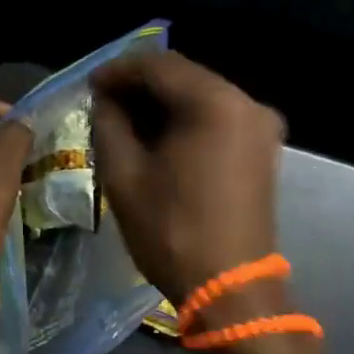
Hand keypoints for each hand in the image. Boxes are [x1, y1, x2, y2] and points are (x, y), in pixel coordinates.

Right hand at [91, 51, 283, 304]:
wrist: (230, 288)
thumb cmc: (171, 232)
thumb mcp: (124, 176)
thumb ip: (108, 124)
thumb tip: (105, 100)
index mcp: (216, 103)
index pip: (159, 65)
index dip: (119, 70)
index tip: (90, 85)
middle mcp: (247, 103)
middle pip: (184, 77)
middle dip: (141, 86)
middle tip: (103, 103)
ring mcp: (261, 127)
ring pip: (202, 97)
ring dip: (163, 104)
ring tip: (124, 121)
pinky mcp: (263, 149)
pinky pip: (218, 119)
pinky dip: (186, 121)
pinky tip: (158, 138)